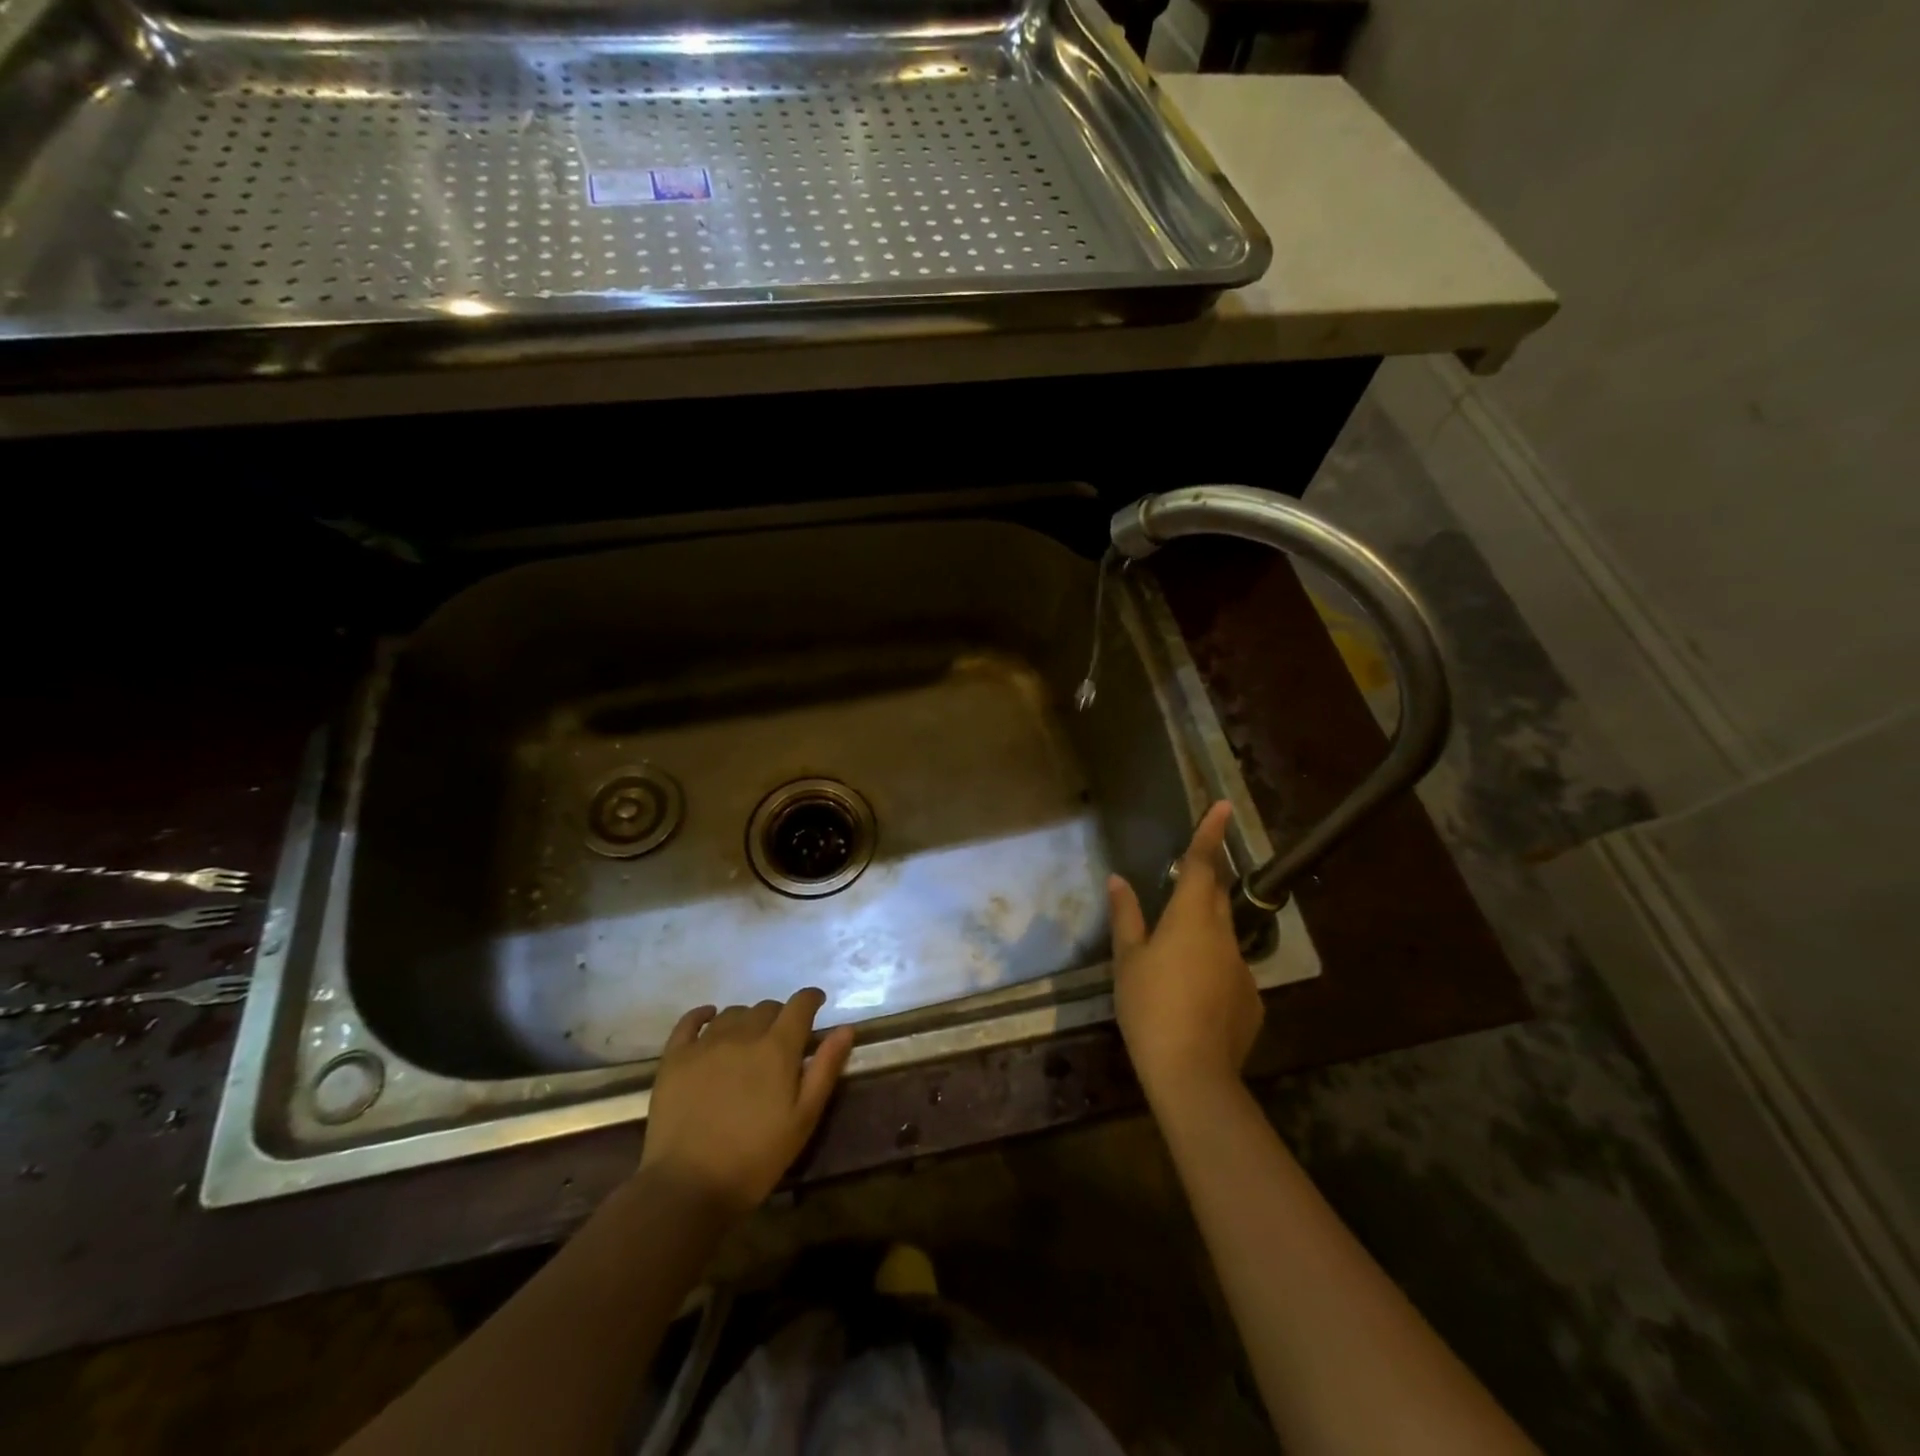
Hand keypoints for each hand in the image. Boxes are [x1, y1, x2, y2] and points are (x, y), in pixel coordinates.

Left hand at [639, 989, 856, 1216]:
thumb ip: (825, 1068)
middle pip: (766, 1007)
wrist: (689, 1187)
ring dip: (747, 1020)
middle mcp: (742, 1034)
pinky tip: (710, 1018)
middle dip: (779, 1016)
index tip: (816, 1004)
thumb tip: (845, 1028)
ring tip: (749, 1040)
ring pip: (733, 1013)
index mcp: (777, 1047)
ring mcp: (705, 1044)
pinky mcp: (675, 1058)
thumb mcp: (803, 1118)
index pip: (799, 1005)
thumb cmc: (756, 1157)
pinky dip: (703, 1015)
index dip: (811, 999)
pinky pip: (689, 1021)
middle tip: (782, 1039)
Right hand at [1108, 800, 1263, 1102]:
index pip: (1201, 864)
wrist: (1192, 1073)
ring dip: (1203, 932)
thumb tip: (1118, 880)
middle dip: (1205, 878)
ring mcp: (1242, 968)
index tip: (1223, 806)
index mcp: (1191, 918)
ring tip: (1176, 957)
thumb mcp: (1128, 960)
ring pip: (1222, 935)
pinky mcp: (1252, 999)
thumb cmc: (1150, 1006)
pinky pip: (1229, 971)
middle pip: (1217, 894)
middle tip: (1187, 875)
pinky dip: (1212, 970)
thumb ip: (1126, 916)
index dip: (1210, 833)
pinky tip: (1192, 998)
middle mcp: (1224, 935)